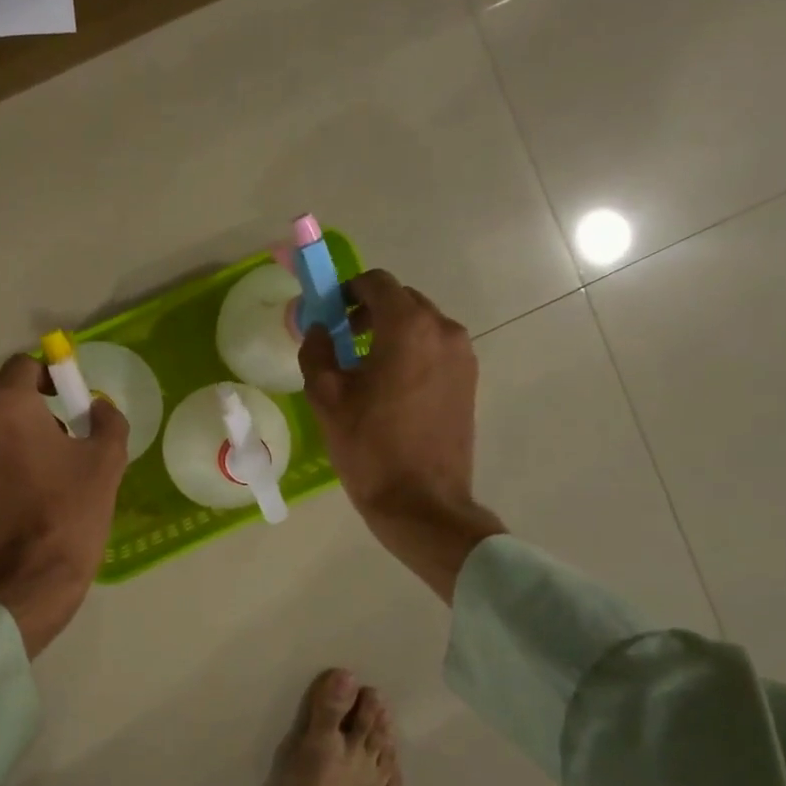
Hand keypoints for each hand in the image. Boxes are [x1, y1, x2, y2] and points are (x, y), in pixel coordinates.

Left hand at [0, 355, 128, 656]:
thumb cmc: (68, 514)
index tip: (70, 399)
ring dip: (9, 426)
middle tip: (60, 427)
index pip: (23, 365)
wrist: (25, 581)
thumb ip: (107, 420)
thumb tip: (97, 407)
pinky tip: (22, 482)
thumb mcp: (106, 462)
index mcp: (6, 405)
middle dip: (27, 399)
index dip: (50, 376)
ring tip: (41, 458)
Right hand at [300, 270, 505, 601]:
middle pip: (402, 300)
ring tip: (365, 368)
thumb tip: (318, 329)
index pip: (377, 283)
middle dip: (369, 311)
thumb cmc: (369, 448)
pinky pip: (436, 349)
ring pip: (421, 325)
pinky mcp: (469, 381)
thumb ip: (316, 351)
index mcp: (408, 327)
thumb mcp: (326, 398)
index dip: (347, 291)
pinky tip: (391, 388)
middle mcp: (443, 331)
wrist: (421, 502)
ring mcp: (462, 356)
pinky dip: (412, 352)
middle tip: (341, 341)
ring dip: (391, 332)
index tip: (328, 314)